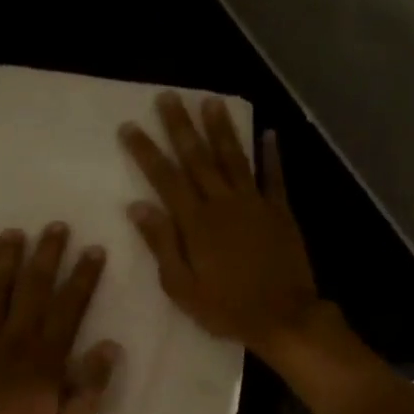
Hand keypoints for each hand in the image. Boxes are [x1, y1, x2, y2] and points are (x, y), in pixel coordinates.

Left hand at [0, 224, 119, 413]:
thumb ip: (90, 389)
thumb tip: (109, 346)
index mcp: (45, 359)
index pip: (70, 308)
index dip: (84, 277)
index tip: (94, 250)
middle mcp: (14, 338)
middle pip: (34, 288)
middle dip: (48, 254)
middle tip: (56, 226)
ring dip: (5, 258)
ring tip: (14, 232)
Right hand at [120, 92, 322, 356]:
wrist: (283, 317)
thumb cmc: (226, 308)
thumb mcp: (181, 286)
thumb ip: (161, 244)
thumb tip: (137, 207)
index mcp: (196, 222)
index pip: (165, 178)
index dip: (146, 151)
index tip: (130, 126)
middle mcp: (223, 203)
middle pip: (198, 158)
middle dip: (180, 126)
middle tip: (168, 96)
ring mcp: (255, 204)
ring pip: (234, 158)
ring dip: (221, 129)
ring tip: (211, 101)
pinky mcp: (280, 212)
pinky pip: (274, 177)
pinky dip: (272, 154)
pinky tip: (268, 132)